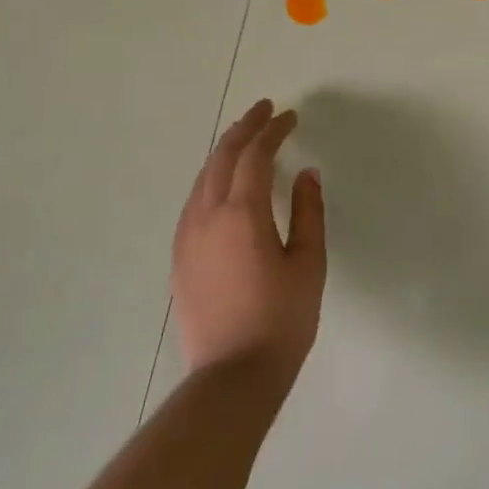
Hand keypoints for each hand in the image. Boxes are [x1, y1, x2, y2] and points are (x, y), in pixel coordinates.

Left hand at [171, 99, 326, 388]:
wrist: (232, 376)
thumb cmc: (282, 319)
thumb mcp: (308, 264)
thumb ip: (308, 213)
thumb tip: (307, 175)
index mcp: (242, 213)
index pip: (255, 155)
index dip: (272, 130)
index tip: (289, 116)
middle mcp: (206, 216)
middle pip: (221, 158)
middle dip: (243, 129)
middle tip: (263, 111)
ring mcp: (187, 237)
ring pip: (202, 178)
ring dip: (224, 152)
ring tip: (244, 139)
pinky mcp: (179, 257)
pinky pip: (193, 201)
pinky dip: (211, 178)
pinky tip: (222, 184)